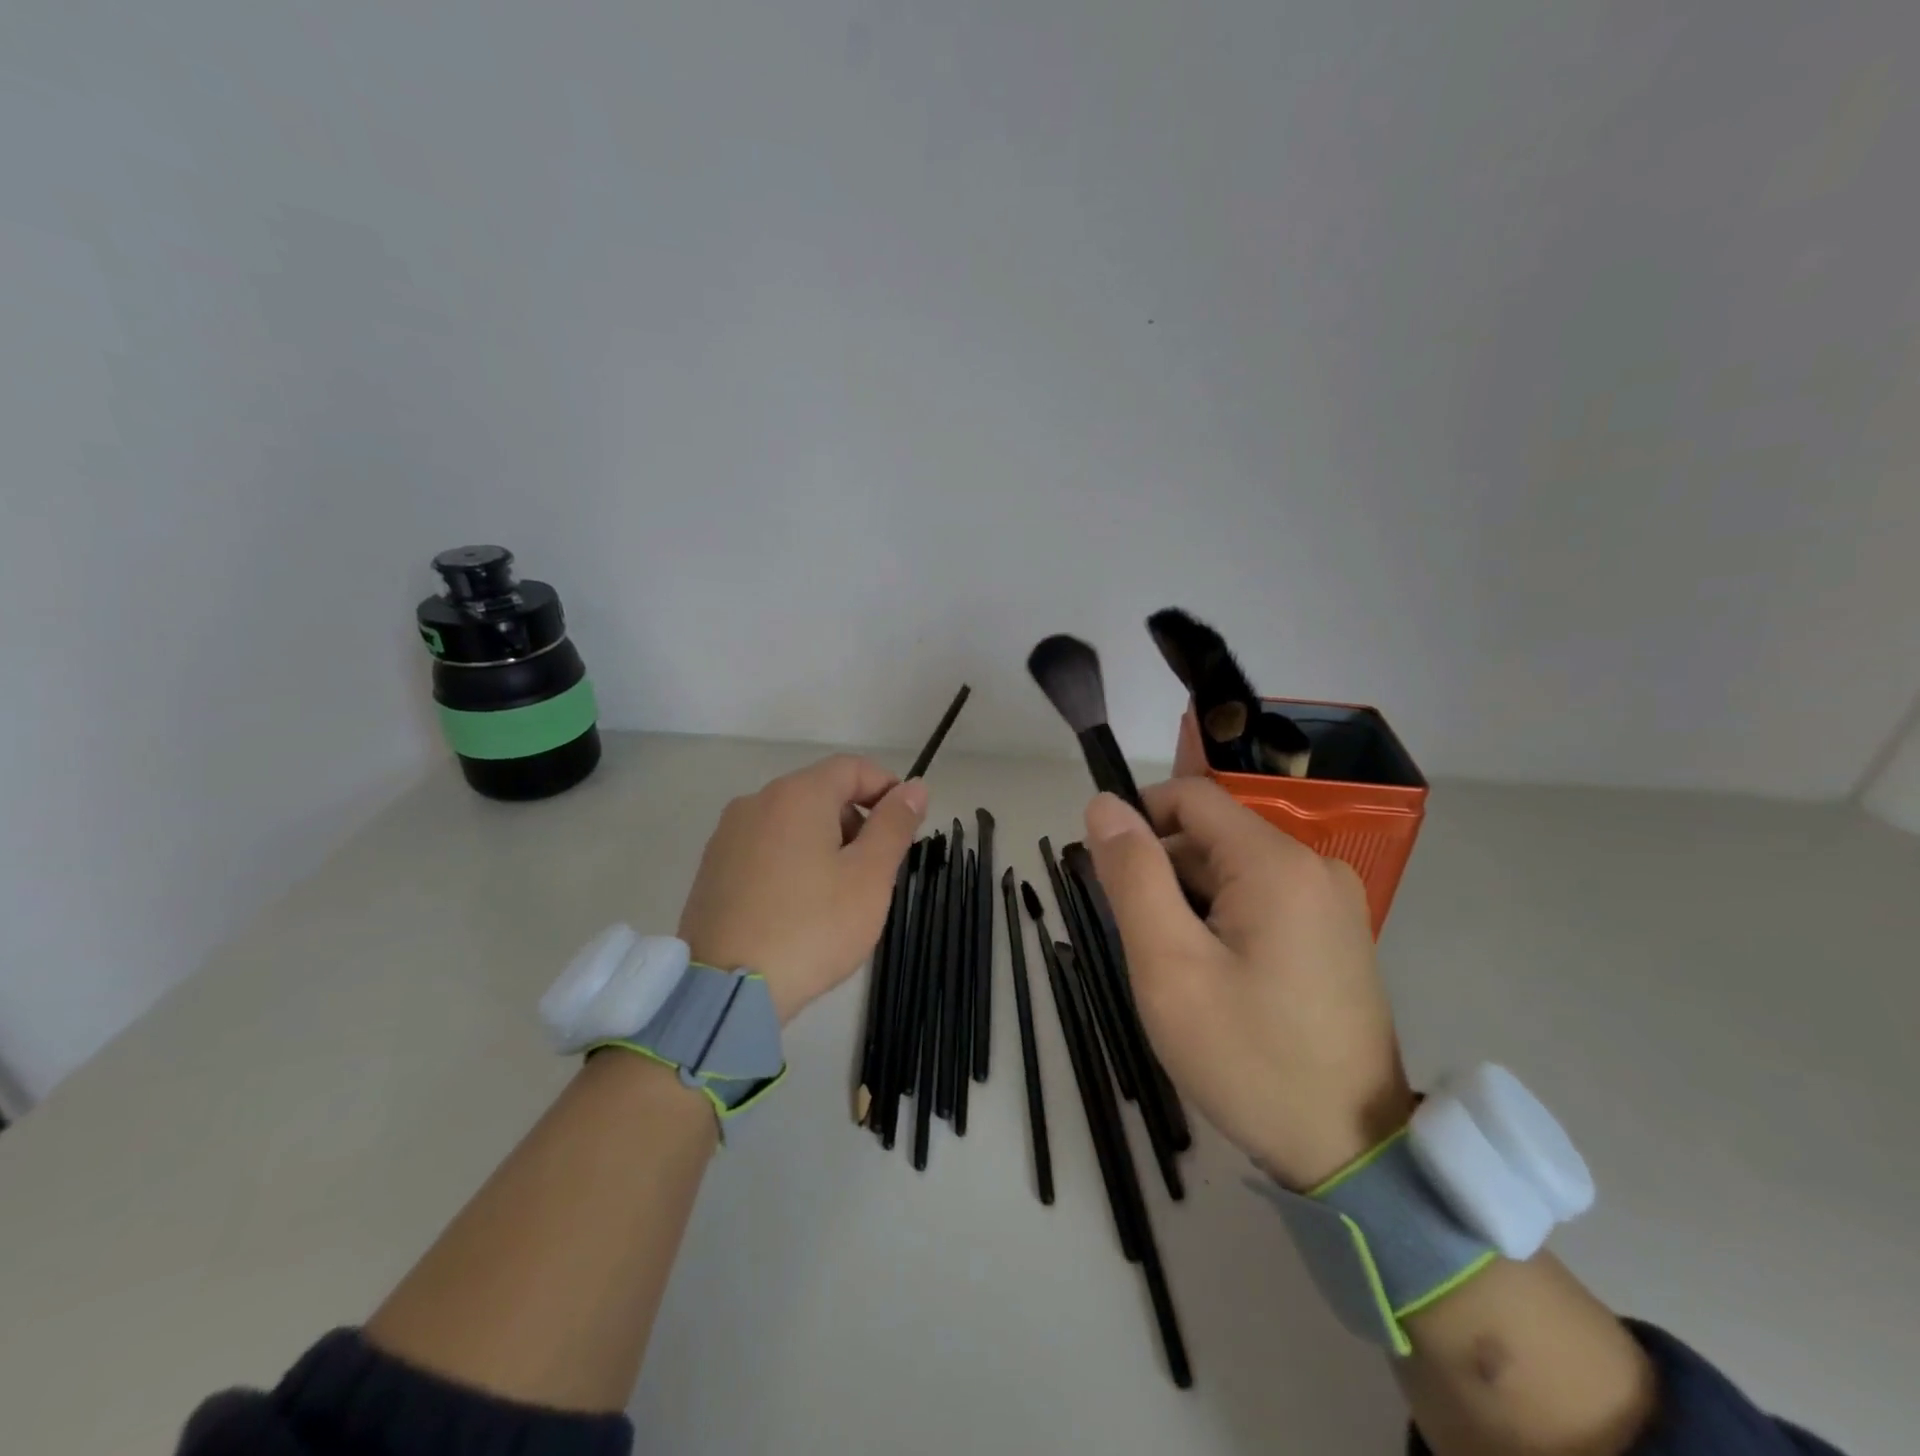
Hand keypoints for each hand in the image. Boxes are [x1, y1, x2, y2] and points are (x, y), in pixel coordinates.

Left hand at [678, 755, 927, 1024]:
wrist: (727, 991)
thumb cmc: (813, 927)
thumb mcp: (870, 876)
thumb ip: (894, 825)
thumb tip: (914, 787)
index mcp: (797, 795)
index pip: (852, 768)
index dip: (886, 788)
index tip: (905, 826)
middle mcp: (757, 802)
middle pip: (820, 792)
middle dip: (855, 820)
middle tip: (875, 870)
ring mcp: (727, 835)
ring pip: (791, 821)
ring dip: (824, 842)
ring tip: (838, 894)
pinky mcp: (712, 869)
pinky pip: (764, 848)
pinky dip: (791, 861)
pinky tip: (798, 907)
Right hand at [1082, 780, 1414, 1189]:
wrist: (1350, 1153)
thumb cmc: (1247, 1057)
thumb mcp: (1169, 965)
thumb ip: (1133, 875)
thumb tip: (1104, 804)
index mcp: (1276, 863)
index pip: (1191, 797)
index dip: (1138, 819)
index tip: (1106, 873)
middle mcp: (1313, 866)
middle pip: (1211, 835)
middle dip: (1161, 870)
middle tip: (1138, 942)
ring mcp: (1331, 901)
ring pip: (1233, 870)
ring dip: (1188, 900)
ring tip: (1175, 968)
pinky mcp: (1335, 933)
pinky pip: (1260, 899)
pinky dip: (1221, 919)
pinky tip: (1213, 976)